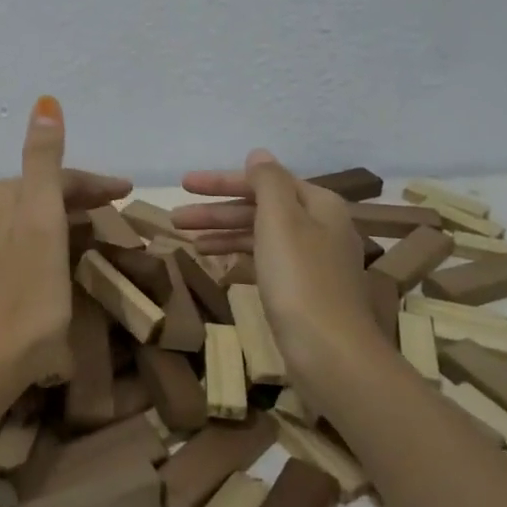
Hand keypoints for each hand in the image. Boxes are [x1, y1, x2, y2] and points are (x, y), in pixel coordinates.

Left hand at [0, 98, 122, 389]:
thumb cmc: (30, 293)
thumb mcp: (42, 220)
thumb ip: (44, 161)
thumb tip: (45, 103)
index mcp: (3, 198)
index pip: (54, 177)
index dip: (93, 181)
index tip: (129, 192)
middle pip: (38, 193)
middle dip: (76, 195)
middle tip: (113, 208)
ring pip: (24, 216)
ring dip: (56, 215)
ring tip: (88, 229)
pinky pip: (10, 240)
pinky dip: (36, 238)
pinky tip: (46, 253)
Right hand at [174, 150, 376, 371]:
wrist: (331, 353)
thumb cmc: (300, 279)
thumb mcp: (281, 220)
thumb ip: (267, 182)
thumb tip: (259, 154)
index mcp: (319, 204)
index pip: (264, 181)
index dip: (222, 182)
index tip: (185, 184)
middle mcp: (320, 227)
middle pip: (260, 208)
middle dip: (216, 210)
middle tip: (175, 216)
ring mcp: (312, 261)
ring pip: (259, 235)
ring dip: (222, 232)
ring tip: (184, 239)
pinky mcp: (303, 290)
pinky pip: (264, 259)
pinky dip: (238, 255)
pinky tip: (214, 260)